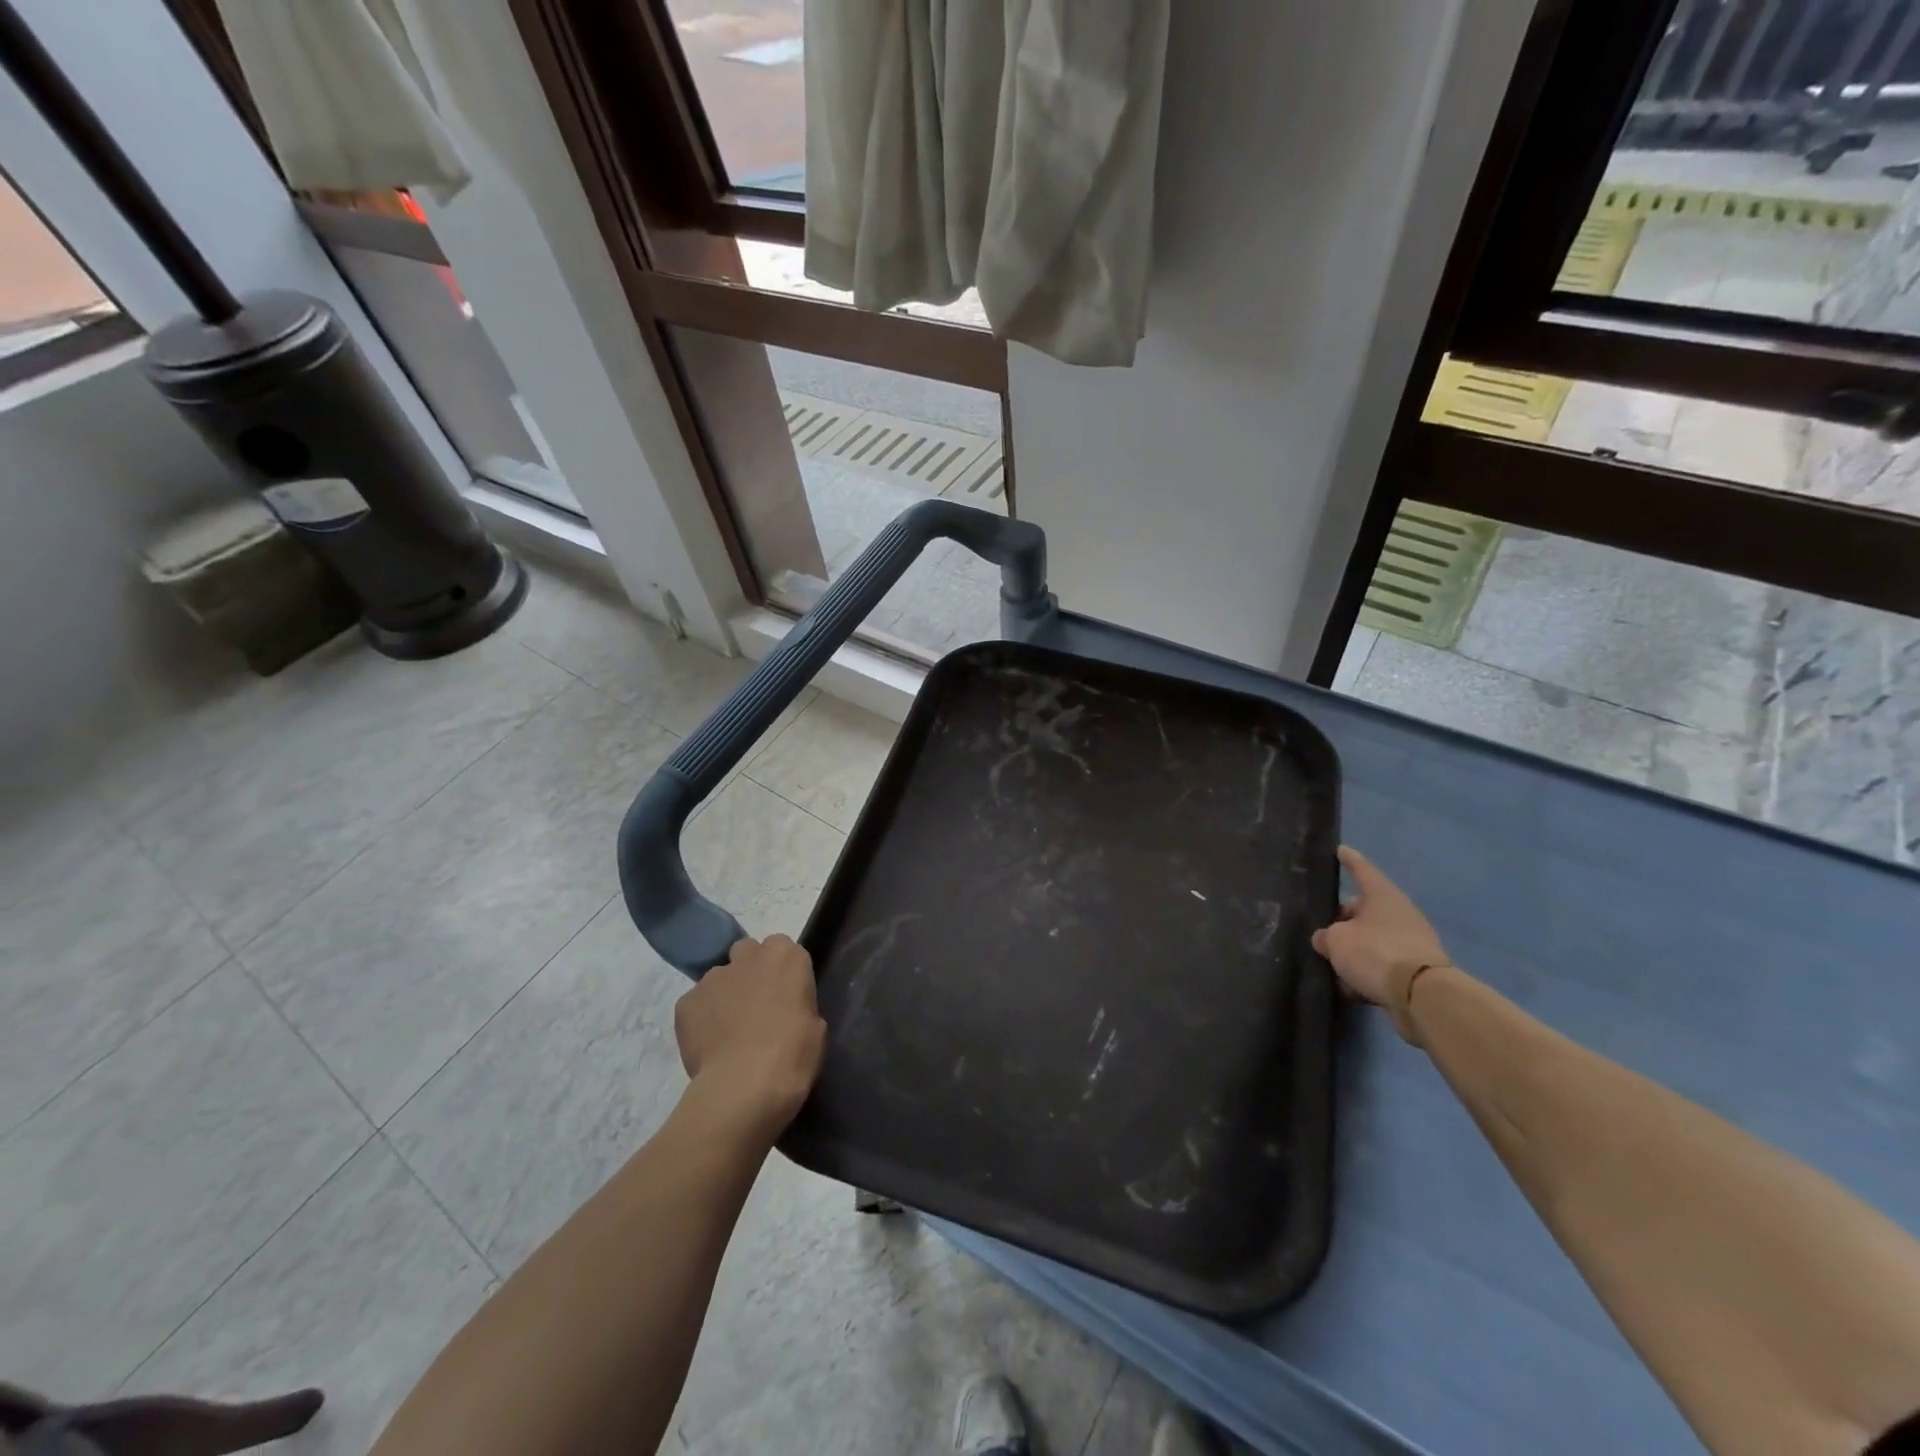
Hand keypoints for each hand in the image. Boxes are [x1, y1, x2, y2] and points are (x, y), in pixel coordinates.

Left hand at [674, 934, 826, 1135]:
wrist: (745, 1086)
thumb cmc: (793, 1054)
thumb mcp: (814, 1026)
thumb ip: (798, 1003)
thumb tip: (784, 1010)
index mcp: (786, 956)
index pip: (782, 947)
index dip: (781, 971)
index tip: (784, 994)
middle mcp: (748, 956)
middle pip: (747, 952)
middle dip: (750, 971)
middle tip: (755, 1006)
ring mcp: (713, 977)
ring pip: (718, 978)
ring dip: (724, 995)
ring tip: (728, 1032)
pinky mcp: (685, 1002)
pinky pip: (695, 1004)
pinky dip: (700, 1019)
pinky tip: (709, 1045)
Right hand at [1310, 846, 1445, 1004]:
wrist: (1421, 996)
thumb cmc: (1375, 953)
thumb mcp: (1336, 941)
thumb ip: (1326, 937)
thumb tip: (1326, 940)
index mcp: (1382, 896)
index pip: (1362, 870)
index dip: (1349, 860)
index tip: (1341, 850)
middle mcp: (1400, 913)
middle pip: (1365, 909)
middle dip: (1345, 918)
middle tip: (1325, 930)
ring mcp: (1412, 941)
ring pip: (1373, 938)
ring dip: (1355, 948)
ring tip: (1334, 962)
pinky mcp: (1416, 969)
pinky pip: (1383, 963)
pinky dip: (1368, 970)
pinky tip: (1350, 985)